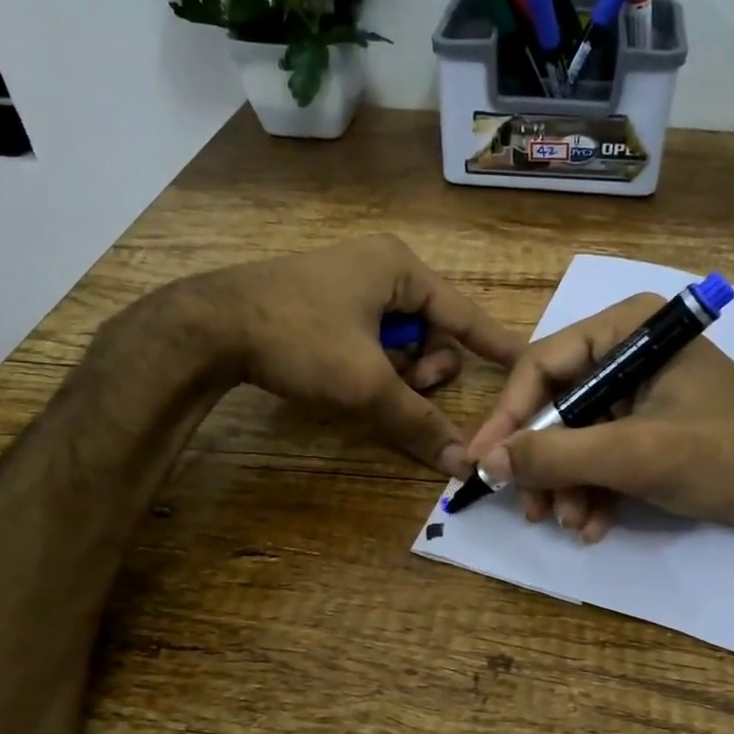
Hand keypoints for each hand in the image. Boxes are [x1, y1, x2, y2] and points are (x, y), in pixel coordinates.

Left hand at [182, 235, 521, 475]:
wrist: (208, 327)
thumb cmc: (300, 340)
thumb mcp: (366, 384)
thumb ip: (418, 423)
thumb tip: (462, 465)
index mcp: (399, 268)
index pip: (465, 313)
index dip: (496, 344)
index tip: (526, 366)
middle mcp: (379, 267)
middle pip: (431, 331)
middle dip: (420, 368)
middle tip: (400, 387)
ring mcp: (348, 283)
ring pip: (399, 341)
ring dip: (392, 371)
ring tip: (363, 384)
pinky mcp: (323, 303)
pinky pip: (369, 339)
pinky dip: (367, 364)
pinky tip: (341, 377)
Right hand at [466, 293, 733, 541]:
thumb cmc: (724, 455)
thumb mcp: (635, 455)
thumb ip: (557, 455)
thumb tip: (487, 462)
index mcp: (628, 329)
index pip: (543, 365)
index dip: (507, 417)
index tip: (481, 463)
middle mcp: (628, 350)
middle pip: (557, 404)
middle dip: (544, 463)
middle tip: (530, 509)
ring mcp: (639, 390)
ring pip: (577, 435)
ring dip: (567, 485)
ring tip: (570, 525)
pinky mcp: (649, 424)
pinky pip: (602, 452)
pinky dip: (593, 489)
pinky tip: (593, 525)